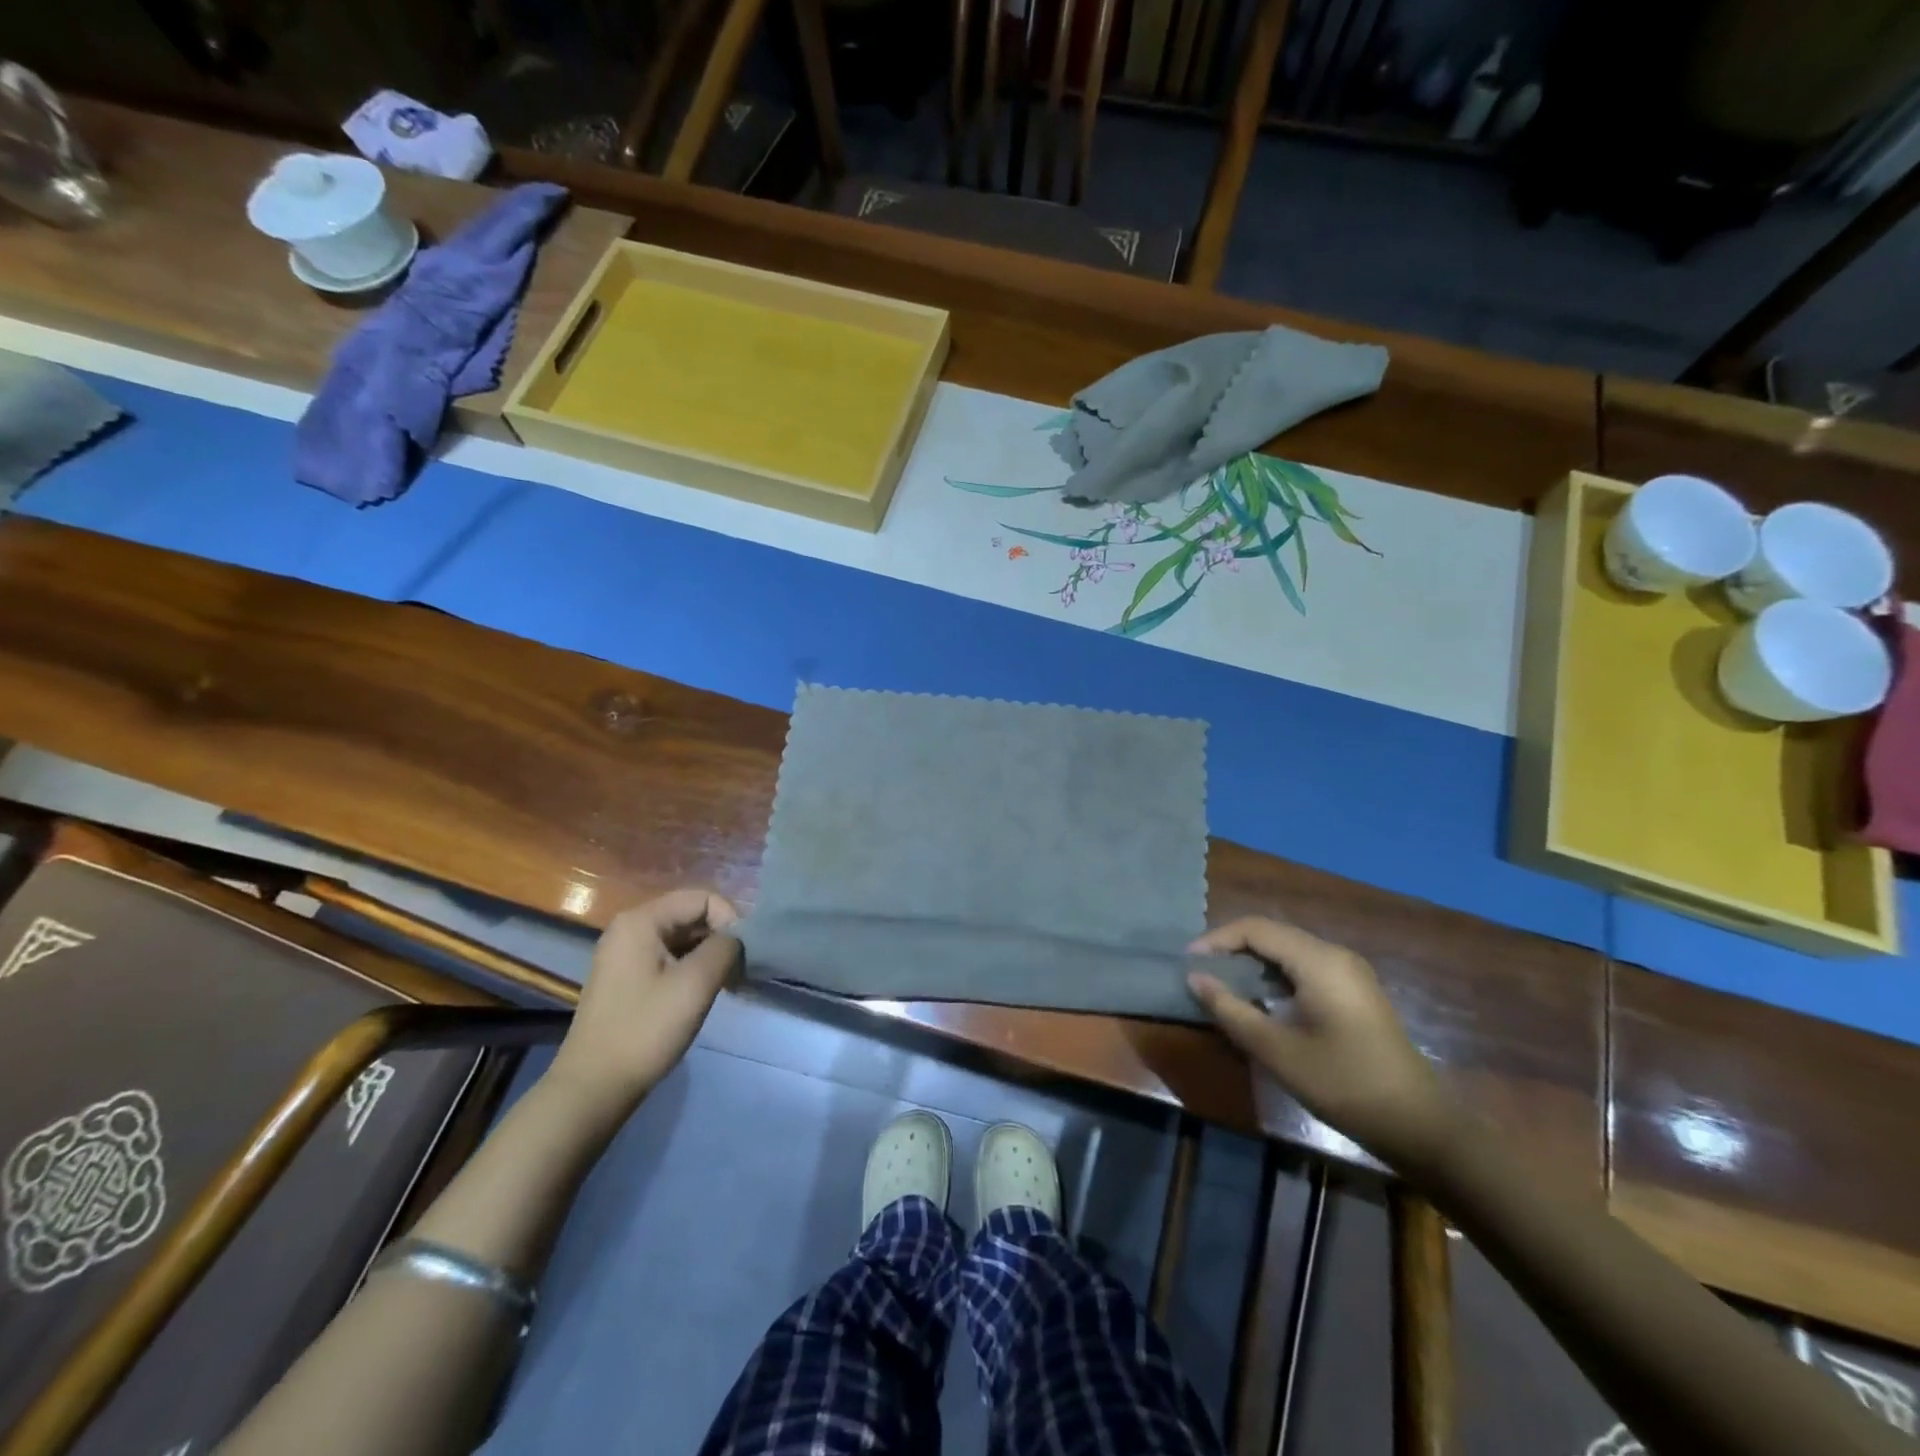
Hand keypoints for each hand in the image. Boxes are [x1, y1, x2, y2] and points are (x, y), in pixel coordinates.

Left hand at [547, 890, 741, 1118]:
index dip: (730, 920)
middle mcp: (630, 928)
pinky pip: (668, 958)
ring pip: (682, 938)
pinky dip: (691, 969)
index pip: (703, 898)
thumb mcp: (695, 984)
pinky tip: (703, 994)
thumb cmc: (646, 1029)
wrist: (595, 1087)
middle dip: (721, 939)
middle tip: (739, 973)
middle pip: (691, 915)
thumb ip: (725, 948)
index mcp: (642, 921)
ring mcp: (625, 954)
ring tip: (726, 985)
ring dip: (709, 956)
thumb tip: (736, 939)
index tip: (742, 956)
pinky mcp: (626, 978)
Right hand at [1187, 918, 1459, 1173]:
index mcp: (1318, 961)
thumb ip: (1231, 1010)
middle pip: (1271, 934)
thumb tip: (1195, 978)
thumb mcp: (1277, 1051)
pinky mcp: (1353, 991)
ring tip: (1221, 984)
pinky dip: (1273, 974)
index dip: (1216, 940)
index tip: (1188, 963)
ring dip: (1251, 961)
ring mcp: (1348, 972)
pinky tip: (1258, 999)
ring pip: (1287, 950)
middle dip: (1231, 948)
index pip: (1255, 929)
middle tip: (1200, 972)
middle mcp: (1334, 955)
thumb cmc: (1343, 1084)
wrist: (1419, 1125)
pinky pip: (1303, 966)